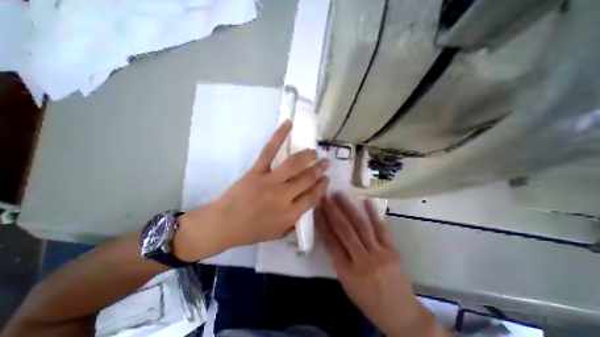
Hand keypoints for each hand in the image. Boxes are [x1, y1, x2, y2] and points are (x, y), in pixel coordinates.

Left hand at [177, 122, 330, 261]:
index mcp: (289, 214)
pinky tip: (289, 124)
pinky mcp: (256, 171)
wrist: (223, 224)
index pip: (313, 197)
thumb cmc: (251, 231)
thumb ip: (294, 221)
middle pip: (306, 179)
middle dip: (319, 169)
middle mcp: (283, 196)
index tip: (326, 178)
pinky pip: (269, 151)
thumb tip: (306, 204)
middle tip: (325, 162)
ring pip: (293, 164)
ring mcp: (269, 181)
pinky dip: (279, 136)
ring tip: (313, 152)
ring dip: (307, 155)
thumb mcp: (278, 233)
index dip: (322, 186)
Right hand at [316, 194, 441, 336]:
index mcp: (347, 272)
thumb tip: (330, 235)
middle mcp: (362, 261)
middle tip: (325, 197)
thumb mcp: (347, 284)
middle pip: (344, 231)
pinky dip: (373, 214)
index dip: (323, 223)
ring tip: (339, 195)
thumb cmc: (368, 300)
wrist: (401, 313)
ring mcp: (379, 253)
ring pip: (360, 226)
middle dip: (332, 211)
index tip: (317, 209)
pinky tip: (367, 201)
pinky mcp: (391, 250)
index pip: (331, 242)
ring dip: (348, 208)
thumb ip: (338, 259)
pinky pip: (381, 229)